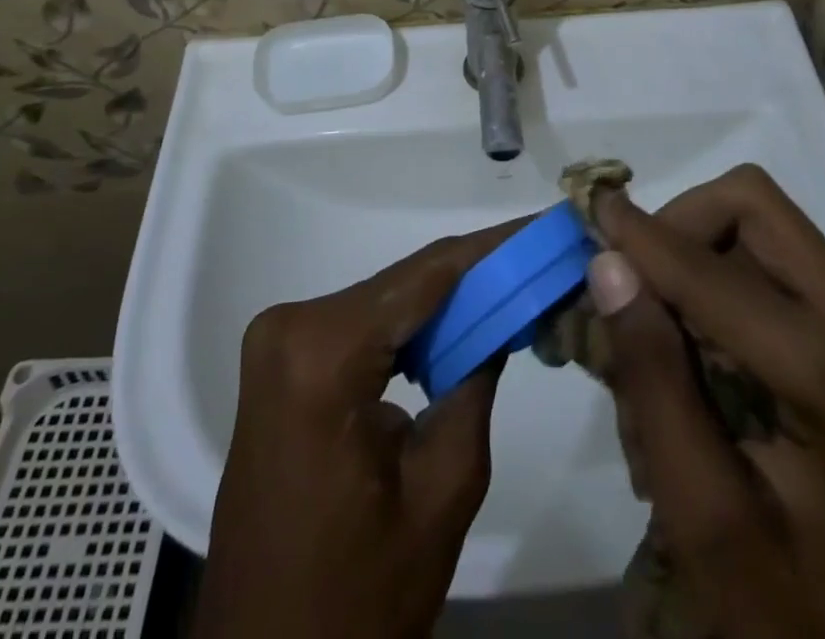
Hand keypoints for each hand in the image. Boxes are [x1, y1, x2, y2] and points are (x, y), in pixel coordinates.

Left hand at [191, 225, 516, 638]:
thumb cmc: (357, 598)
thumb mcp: (442, 488)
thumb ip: (476, 381)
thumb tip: (503, 313)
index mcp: (323, 354)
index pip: (428, 276)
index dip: (493, 247)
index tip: (545, 226)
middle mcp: (291, 326)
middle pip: (405, 285)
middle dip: (476, 274)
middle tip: (540, 259)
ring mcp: (279, 342)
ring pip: (386, 302)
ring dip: (447, 301)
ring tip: (514, 288)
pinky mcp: (281, 362)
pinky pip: (361, 327)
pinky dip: (411, 328)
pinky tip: (459, 326)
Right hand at [586, 166, 824, 638]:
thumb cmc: (799, 617)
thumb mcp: (706, 517)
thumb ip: (654, 382)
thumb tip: (607, 264)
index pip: (710, 267)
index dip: (640, 236)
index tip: (588, 212)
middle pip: (753, 209)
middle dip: (680, 228)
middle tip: (632, 284)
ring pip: (762, 230)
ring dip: (696, 258)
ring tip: (658, 336)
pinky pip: (775, 267)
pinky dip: (720, 285)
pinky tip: (695, 355)